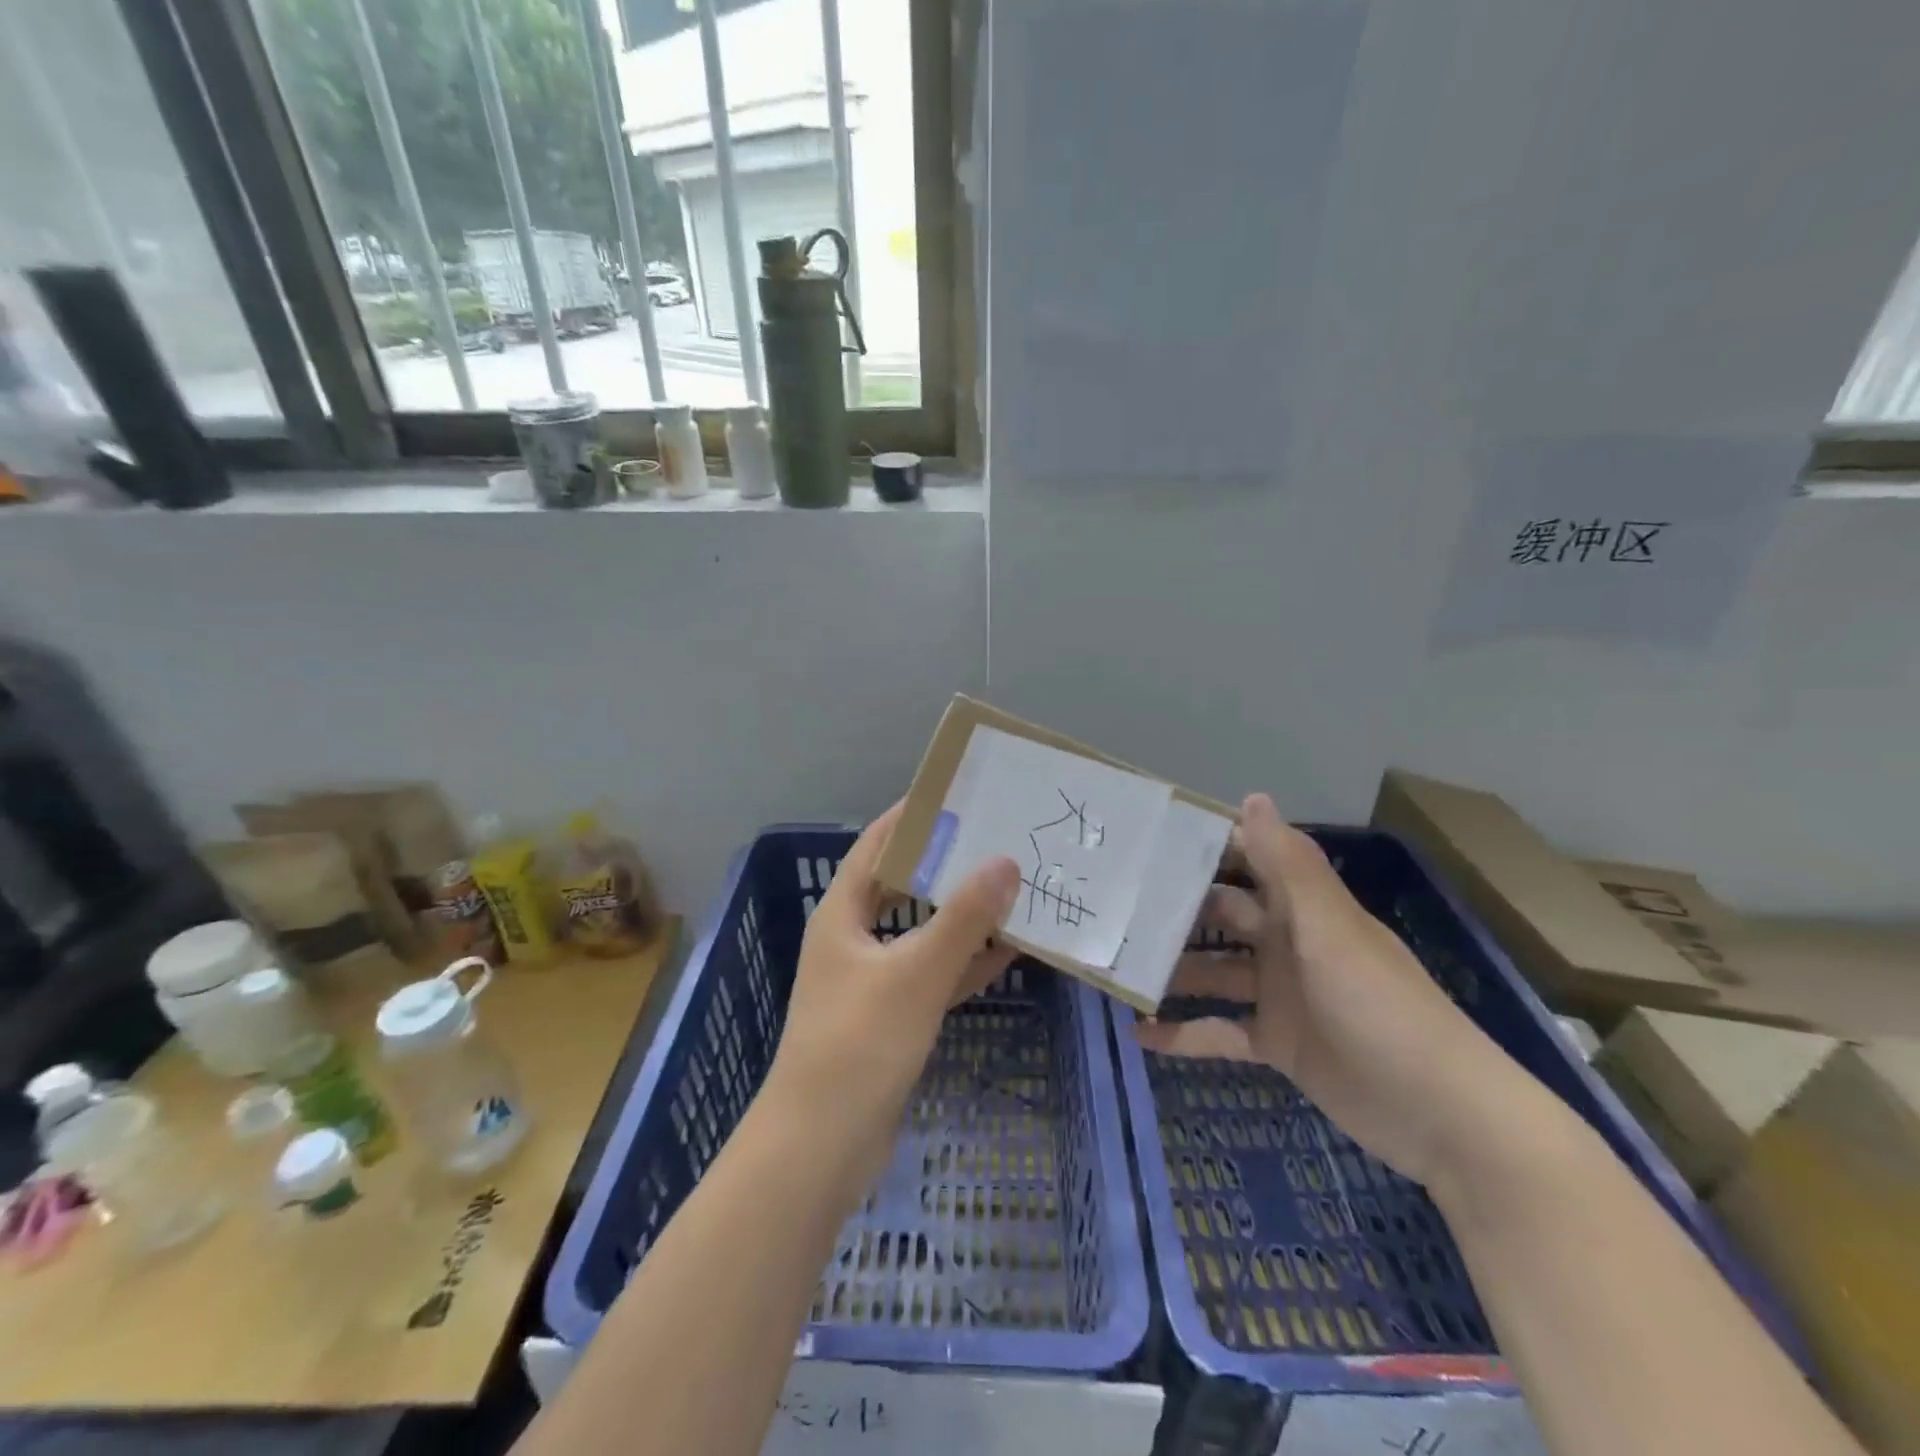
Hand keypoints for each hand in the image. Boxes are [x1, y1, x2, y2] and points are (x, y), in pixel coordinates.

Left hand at [767, 802, 1020, 1182]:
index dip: (914, 816)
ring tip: (1013, 888)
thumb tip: (1005, 860)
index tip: (960, 793)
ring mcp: (871, 979)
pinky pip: (931, 975)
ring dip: (962, 915)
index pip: (878, 844)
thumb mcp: (916, 974)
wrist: (820, 1149)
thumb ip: (963, 918)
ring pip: (922, 932)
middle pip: (904, 885)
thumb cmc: (859, 1045)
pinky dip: (963, 963)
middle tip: (999, 838)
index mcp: (843, 913)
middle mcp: (853, 937)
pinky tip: (1007, 954)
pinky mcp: (890, 1018)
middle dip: (947, 863)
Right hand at [1136, 794, 1529, 1188]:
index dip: (1205, 846)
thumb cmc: (1381, 1008)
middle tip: (1115, 904)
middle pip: (1221, 916)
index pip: (1249, 860)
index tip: (1148, 838)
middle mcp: (1287, 943)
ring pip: (1214, 972)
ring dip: (1172, 970)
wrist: (1443, 1116)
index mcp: (1303, 909)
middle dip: (1174, 909)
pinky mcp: (1277, 1044)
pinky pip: (1219, 1032)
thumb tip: (1252, 796)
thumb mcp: (1331, 932)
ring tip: (1116, 965)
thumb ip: (1289, 867)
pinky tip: (1139, 1032)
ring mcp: (1281, 995)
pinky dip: (1183, 1033)